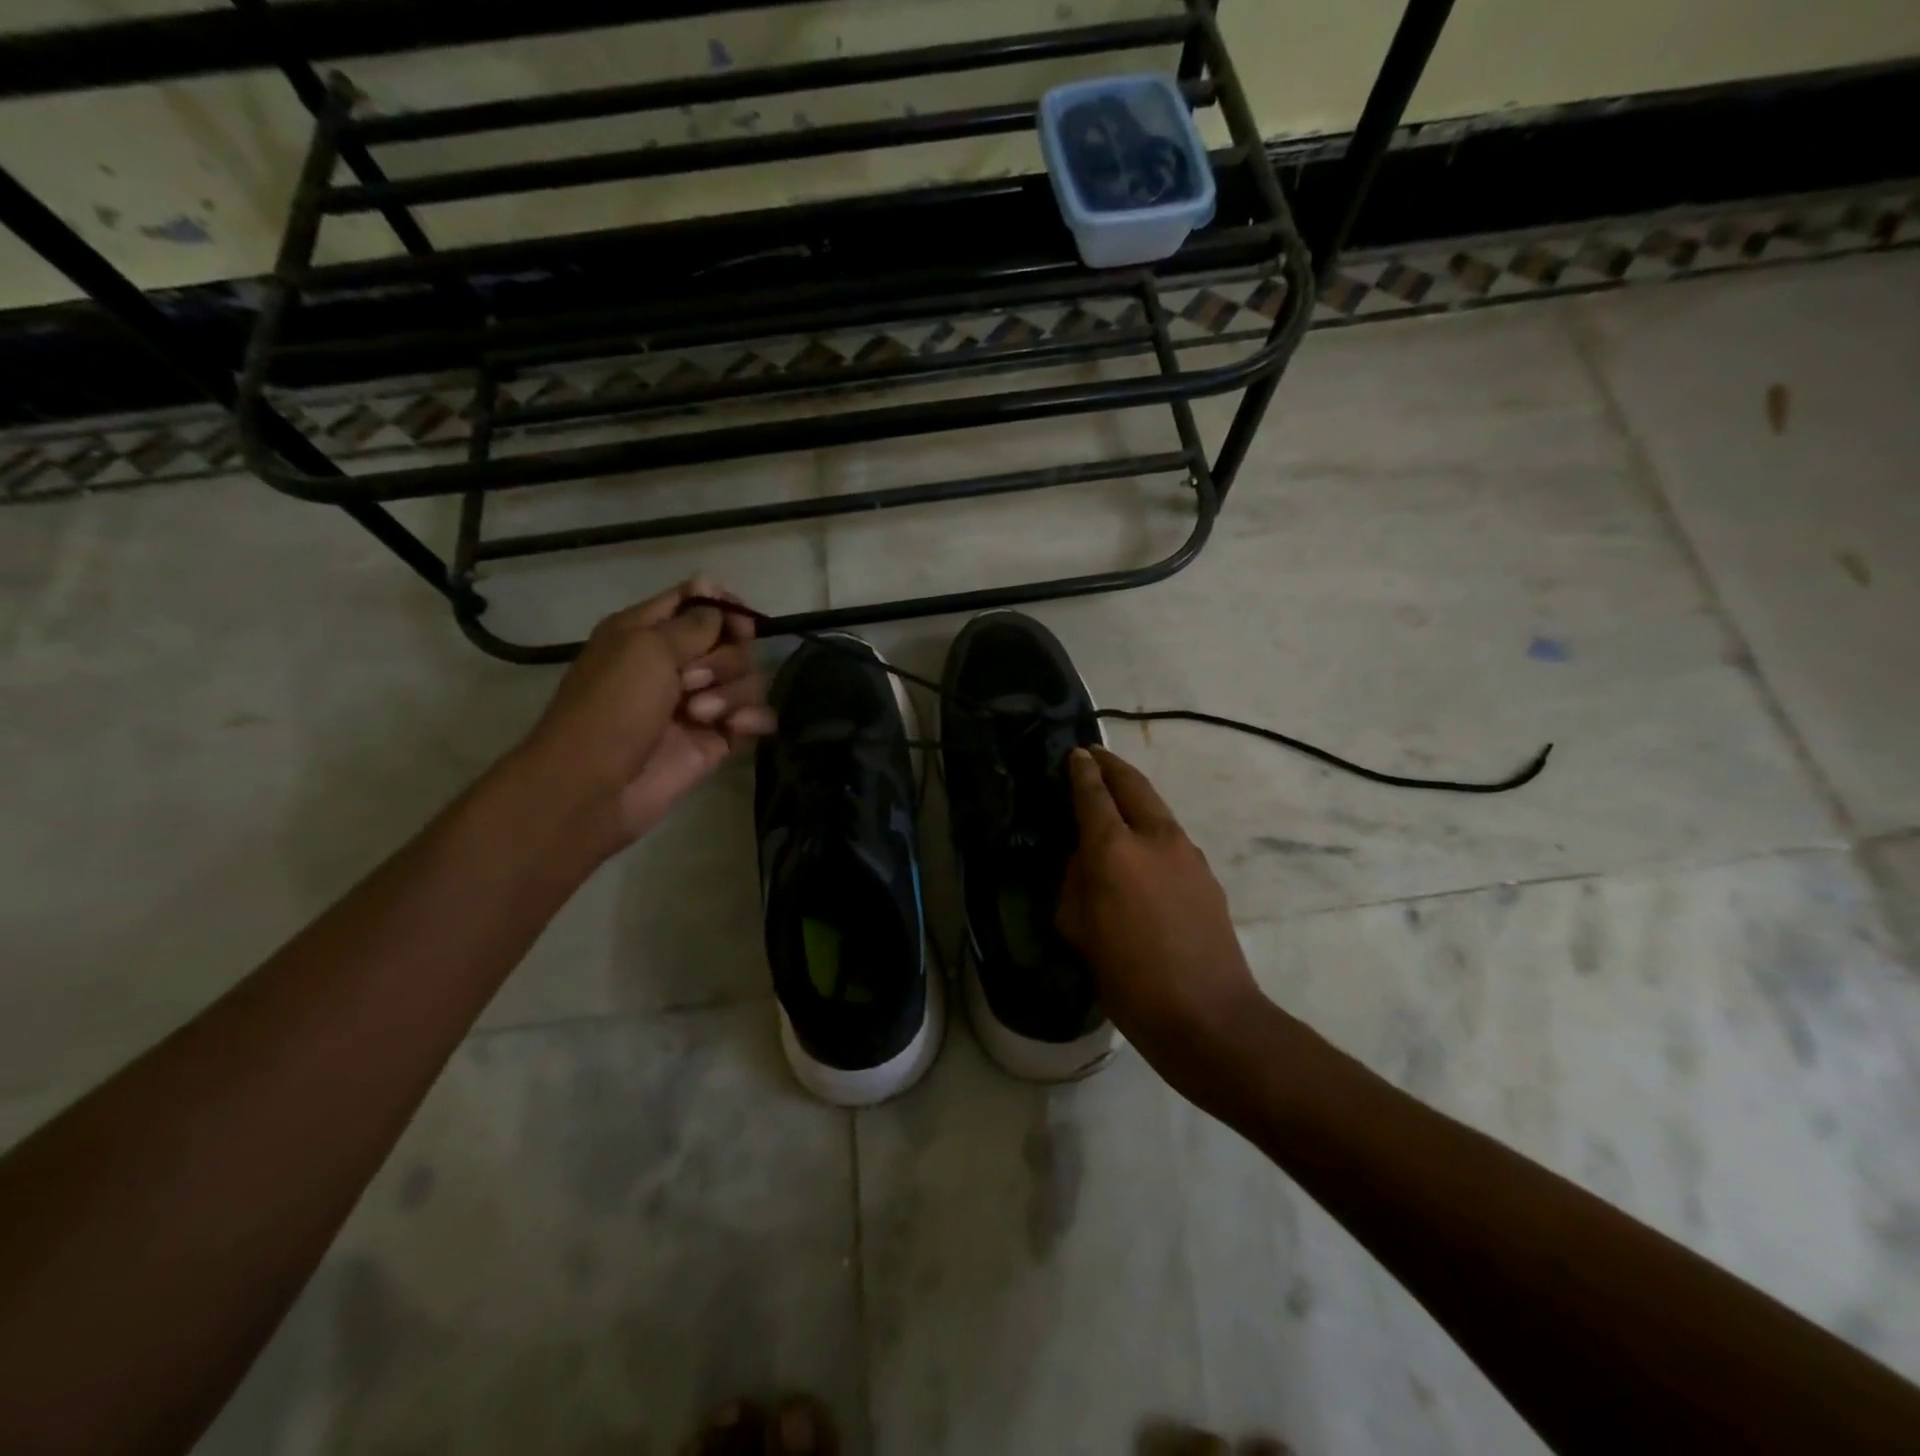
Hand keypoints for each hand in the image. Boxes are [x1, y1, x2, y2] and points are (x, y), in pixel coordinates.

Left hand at [516, 577, 773, 855]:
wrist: (594, 787)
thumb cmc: (612, 708)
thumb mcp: (646, 649)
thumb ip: (693, 622)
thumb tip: (716, 593)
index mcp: (648, 633)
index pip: (698, 602)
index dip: (724, 608)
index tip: (738, 625)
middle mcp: (676, 664)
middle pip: (731, 643)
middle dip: (723, 660)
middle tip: (691, 682)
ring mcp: (699, 703)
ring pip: (748, 680)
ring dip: (733, 693)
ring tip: (702, 716)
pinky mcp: (716, 739)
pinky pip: (755, 717)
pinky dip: (754, 718)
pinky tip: (738, 728)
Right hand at [1057, 746, 1268, 1081]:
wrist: (1209, 1017)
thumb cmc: (1129, 979)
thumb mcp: (1079, 932)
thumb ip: (1075, 882)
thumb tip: (1084, 856)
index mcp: (1114, 850)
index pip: (1093, 794)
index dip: (1082, 770)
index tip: (1075, 753)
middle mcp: (1155, 839)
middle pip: (1133, 784)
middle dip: (1111, 765)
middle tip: (1094, 755)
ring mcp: (1188, 854)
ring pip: (1156, 809)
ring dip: (1134, 795)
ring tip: (1115, 798)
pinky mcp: (1207, 876)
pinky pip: (1171, 838)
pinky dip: (1151, 827)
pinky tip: (1142, 849)